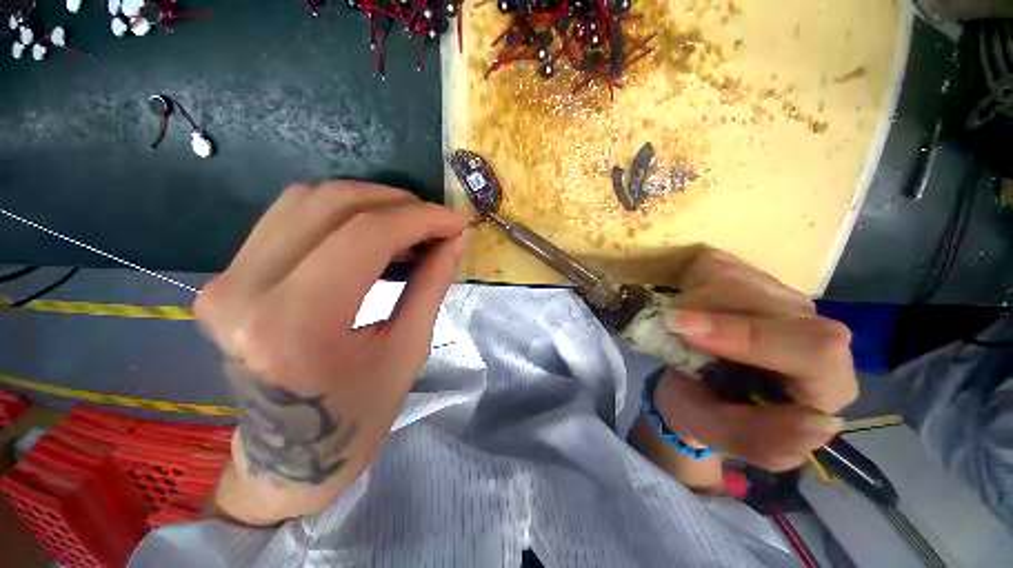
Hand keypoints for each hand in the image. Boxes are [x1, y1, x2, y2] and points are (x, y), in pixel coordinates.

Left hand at [195, 181, 467, 524]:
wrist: (289, 456)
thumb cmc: (358, 415)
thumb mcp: (409, 350)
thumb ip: (433, 283)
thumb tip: (458, 239)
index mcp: (296, 324)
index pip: (366, 235)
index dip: (421, 218)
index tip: (456, 222)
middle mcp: (246, 291)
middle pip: (332, 204)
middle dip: (399, 203)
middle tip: (436, 222)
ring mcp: (226, 280)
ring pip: (307, 199)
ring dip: (370, 202)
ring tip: (409, 226)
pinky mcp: (226, 277)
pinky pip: (290, 217)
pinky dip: (341, 213)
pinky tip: (372, 233)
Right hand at [655, 248, 855, 472]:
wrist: (689, 384)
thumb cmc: (704, 412)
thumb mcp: (718, 433)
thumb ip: (765, 441)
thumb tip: (820, 422)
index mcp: (825, 384)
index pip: (814, 351)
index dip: (748, 336)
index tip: (685, 329)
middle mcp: (816, 333)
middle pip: (776, 305)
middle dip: (712, 310)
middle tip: (671, 321)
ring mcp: (785, 301)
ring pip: (743, 280)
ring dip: (695, 298)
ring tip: (675, 322)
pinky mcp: (756, 280)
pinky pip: (721, 267)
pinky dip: (692, 282)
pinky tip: (686, 304)